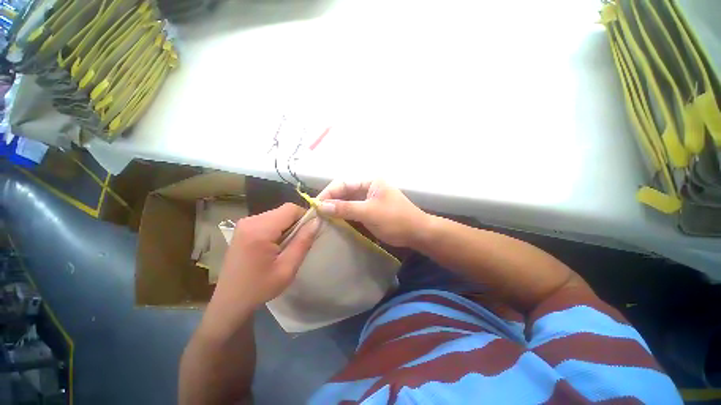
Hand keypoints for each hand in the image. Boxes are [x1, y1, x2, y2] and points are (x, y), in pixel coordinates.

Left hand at [201, 203, 319, 337]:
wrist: (230, 302)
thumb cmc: (260, 287)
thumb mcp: (288, 268)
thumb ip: (303, 241)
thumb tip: (317, 221)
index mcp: (259, 230)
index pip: (290, 209)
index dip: (305, 217)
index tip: (309, 233)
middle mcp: (250, 221)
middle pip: (283, 211)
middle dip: (296, 223)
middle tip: (298, 244)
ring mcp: (244, 224)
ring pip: (277, 215)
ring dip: (287, 227)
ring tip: (287, 247)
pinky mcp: (243, 229)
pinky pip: (269, 221)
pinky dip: (278, 229)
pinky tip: (275, 246)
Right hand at [317, 180, 428, 247]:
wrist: (416, 233)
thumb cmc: (395, 219)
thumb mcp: (369, 212)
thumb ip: (345, 208)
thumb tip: (321, 206)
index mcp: (370, 181)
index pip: (344, 183)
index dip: (328, 193)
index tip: (315, 204)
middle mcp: (368, 187)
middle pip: (345, 192)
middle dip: (331, 201)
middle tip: (317, 213)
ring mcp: (369, 199)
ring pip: (348, 201)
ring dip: (336, 209)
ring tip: (322, 217)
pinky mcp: (370, 210)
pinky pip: (353, 210)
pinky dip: (344, 215)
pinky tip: (335, 221)